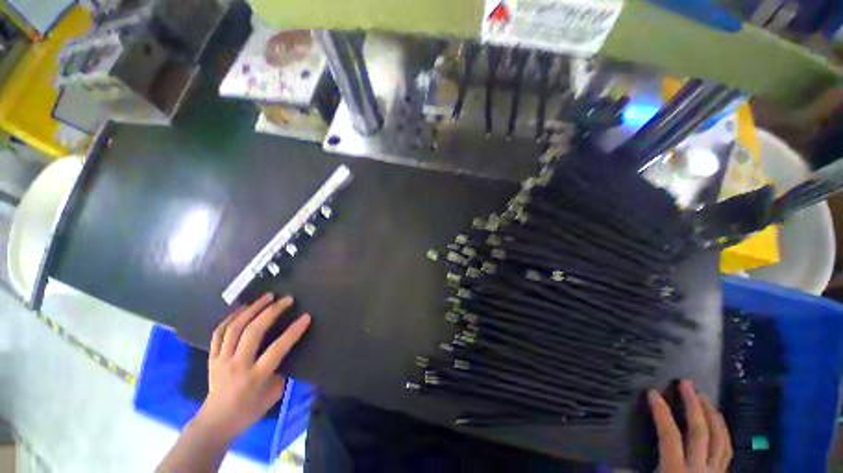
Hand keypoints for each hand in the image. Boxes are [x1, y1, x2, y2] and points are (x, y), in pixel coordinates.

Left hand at [193, 293, 311, 440]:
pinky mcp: (212, 357)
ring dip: (252, 309)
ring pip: (235, 328)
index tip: (306, 316)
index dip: (293, 331)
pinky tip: (243, 307)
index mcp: (255, 377)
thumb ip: (281, 370)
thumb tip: (287, 350)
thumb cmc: (250, 410)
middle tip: (286, 299)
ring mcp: (221, 360)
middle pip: (253, 332)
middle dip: (271, 312)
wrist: (216, 422)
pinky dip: (231, 317)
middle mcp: (237, 365)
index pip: (277, 349)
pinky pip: (219, 332)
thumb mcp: (273, 394)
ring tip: (267, 296)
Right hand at [648, 379, 732, 472]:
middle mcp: (699, 470)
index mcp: (676, 472)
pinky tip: (719, 421)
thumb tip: (607, 462)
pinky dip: (723, 432)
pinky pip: (727, 450)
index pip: (670, 435)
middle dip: (693, 405)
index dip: (661, 413)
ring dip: (712, 415)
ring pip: (719, 439)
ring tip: (704, 397)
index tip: (652, 393)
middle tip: (686, 384)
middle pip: (700, 432)